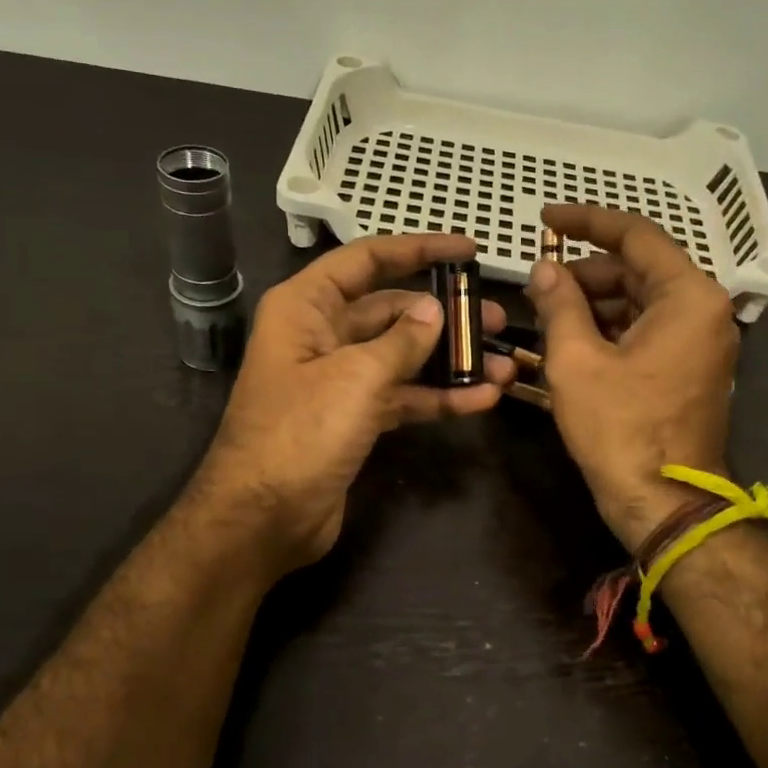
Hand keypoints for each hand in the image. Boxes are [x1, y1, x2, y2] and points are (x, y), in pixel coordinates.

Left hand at [191, 234, 514, 578]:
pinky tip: (481, 401)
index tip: (469, 251)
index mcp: (306, 307)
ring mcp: (339, 380)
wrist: (264, 518)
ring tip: (503, 365)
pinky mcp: (354, 419)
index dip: (419, 249)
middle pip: (391, 310)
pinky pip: (402, 396)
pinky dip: (437, 398)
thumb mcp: (356, 377)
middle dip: (444, 315)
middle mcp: (322, 335)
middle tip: (496, 319)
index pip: (368, 260)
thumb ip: (402, 340)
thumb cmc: (300, 433)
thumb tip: (433, 311)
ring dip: (450, 362)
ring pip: (403, 357)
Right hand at [525, 206, 739, 548]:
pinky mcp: (689, 369)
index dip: (586, 221)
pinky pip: (647, 331)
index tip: (545, 219)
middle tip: (537, 284)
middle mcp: (704, 311)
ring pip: (640, 301)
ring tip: (546, 313)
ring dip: (594, 302)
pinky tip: (571, 338)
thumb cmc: (620, 430)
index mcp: (688, 297)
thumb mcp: (576, 361)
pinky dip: (610, 328)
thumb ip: (559, 304)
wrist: (664, 503)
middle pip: (639, 269)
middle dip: (585, 271)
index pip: (636, 235)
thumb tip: (544, 269)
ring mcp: (700, 342)